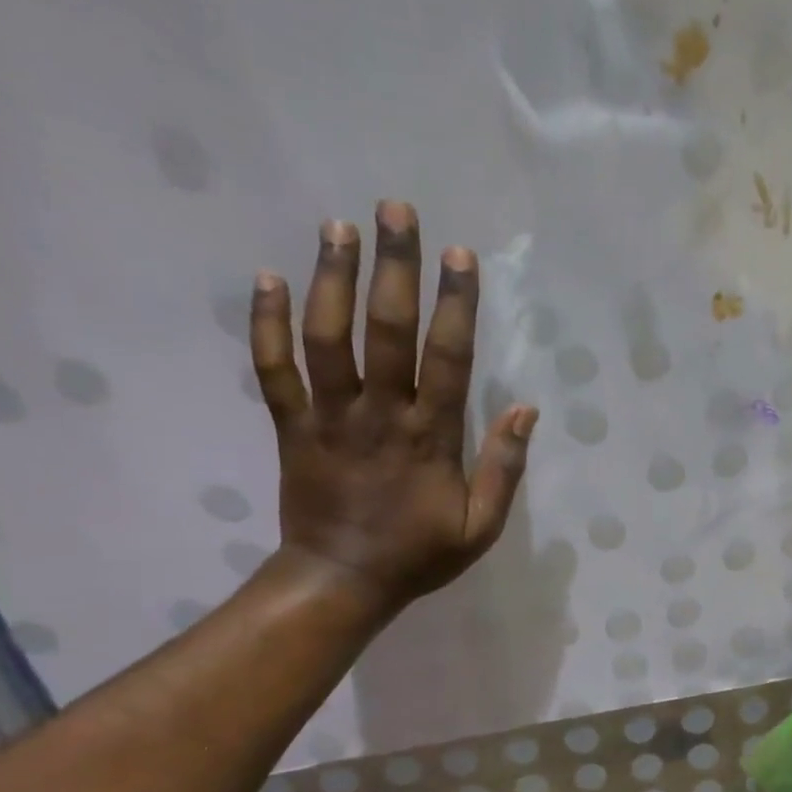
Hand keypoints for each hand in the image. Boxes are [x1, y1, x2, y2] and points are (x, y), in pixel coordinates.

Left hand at [247, 200, 537, 617]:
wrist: (340, 580)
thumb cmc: (419, 554)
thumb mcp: (481, 526)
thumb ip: (504, 468)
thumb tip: (526, 410)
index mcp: (430, 437)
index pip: (448, 359)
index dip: (455, 305)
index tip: (459, 255)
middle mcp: (378, 414)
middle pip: (385, 331)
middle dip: (393, 268)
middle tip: (396, 211)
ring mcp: (328, 417)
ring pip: (326, 337)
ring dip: (331, 279)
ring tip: (337, 226)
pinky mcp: (289, 425)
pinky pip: (272, 368)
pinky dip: (265, 323)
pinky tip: (266, 278)